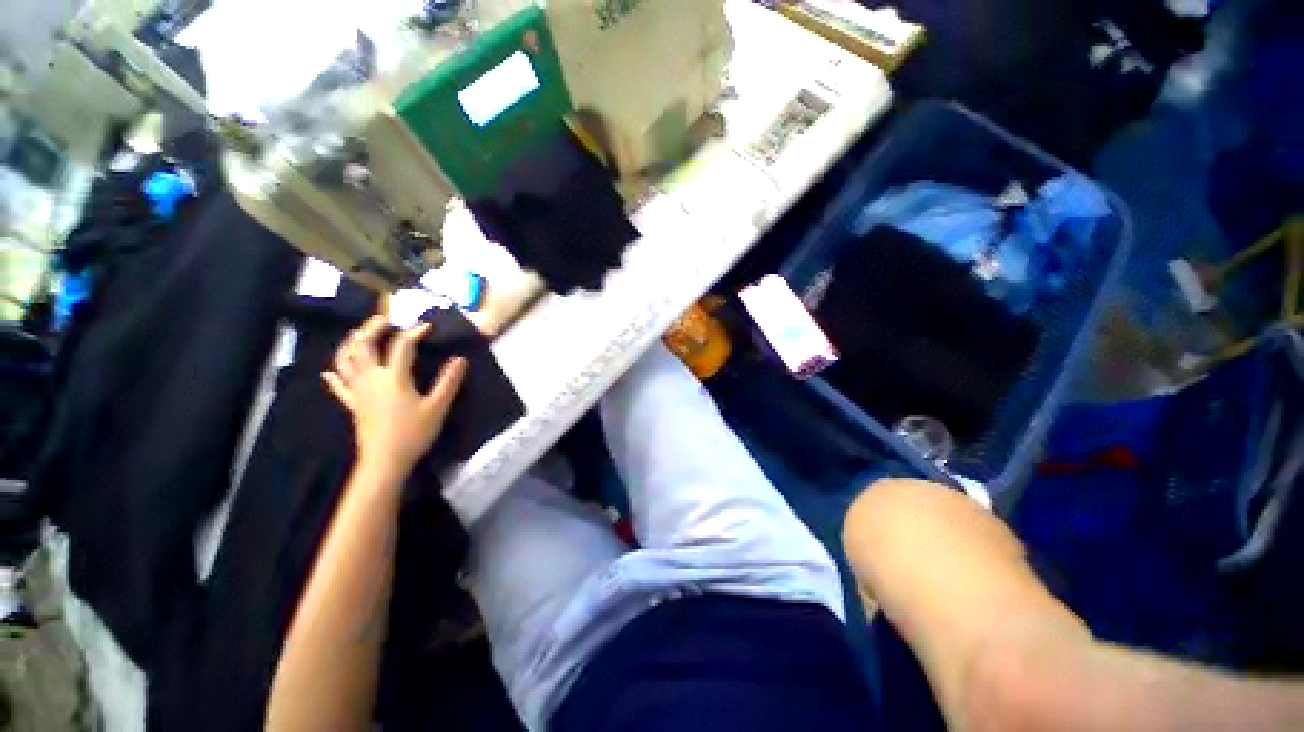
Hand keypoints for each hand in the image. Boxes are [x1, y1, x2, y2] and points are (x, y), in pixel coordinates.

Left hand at [322, 315, 467, 477]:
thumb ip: (448, 381)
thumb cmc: (414, 433)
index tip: (427, 326)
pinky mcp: (352, 404)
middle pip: (363, 346)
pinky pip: (339, 386)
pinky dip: (334, 375)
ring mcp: (358, 391)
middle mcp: (371, 378)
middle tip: (384, 318)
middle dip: (372, 328)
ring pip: (345, 361)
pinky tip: (330, 371)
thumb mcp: (438, 407)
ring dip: (350, 344)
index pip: (402, 346)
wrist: (385, 460)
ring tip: (358, 334)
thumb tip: (460, 359)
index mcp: (393, 377)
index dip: (414, 332)